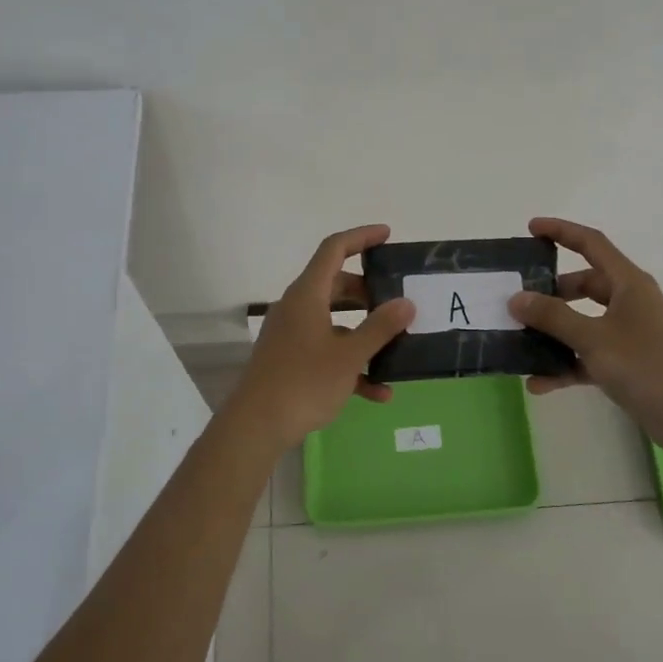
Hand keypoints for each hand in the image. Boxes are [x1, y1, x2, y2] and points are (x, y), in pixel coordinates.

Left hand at [231, 224, 415, 448]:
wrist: (256, 426)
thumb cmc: (303, 383)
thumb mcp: (349, 355)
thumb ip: (380, 328)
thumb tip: (406, 302)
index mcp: (307, 295)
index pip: (333, 249)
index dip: (361, 237)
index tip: (387, 235)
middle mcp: (297, 308)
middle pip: (335, 285)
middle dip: (368, 291)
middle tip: (396, 299)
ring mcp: (291, 335)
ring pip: (334, 321)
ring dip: (364, 332)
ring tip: (395, 346)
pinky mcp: (290, 360)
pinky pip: (326, 351)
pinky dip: (351, 363)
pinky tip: (378, 392)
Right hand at [507, 217, 662, 452]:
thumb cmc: (644, 364)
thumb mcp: (593, 337)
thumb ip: (553, 317)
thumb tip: (516, 298)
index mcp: (628, 283)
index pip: (591, 244)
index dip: (561, 232)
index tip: (531, 229)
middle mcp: (629, 303)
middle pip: (584, 286)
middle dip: (552, 292)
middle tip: (520, 300)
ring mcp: (628, 334)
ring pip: (583, 323)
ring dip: (554, 333)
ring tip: (520, 341)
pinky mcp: (625, 364)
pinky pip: (587, 357)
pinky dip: (565, 366)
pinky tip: (537, 383)